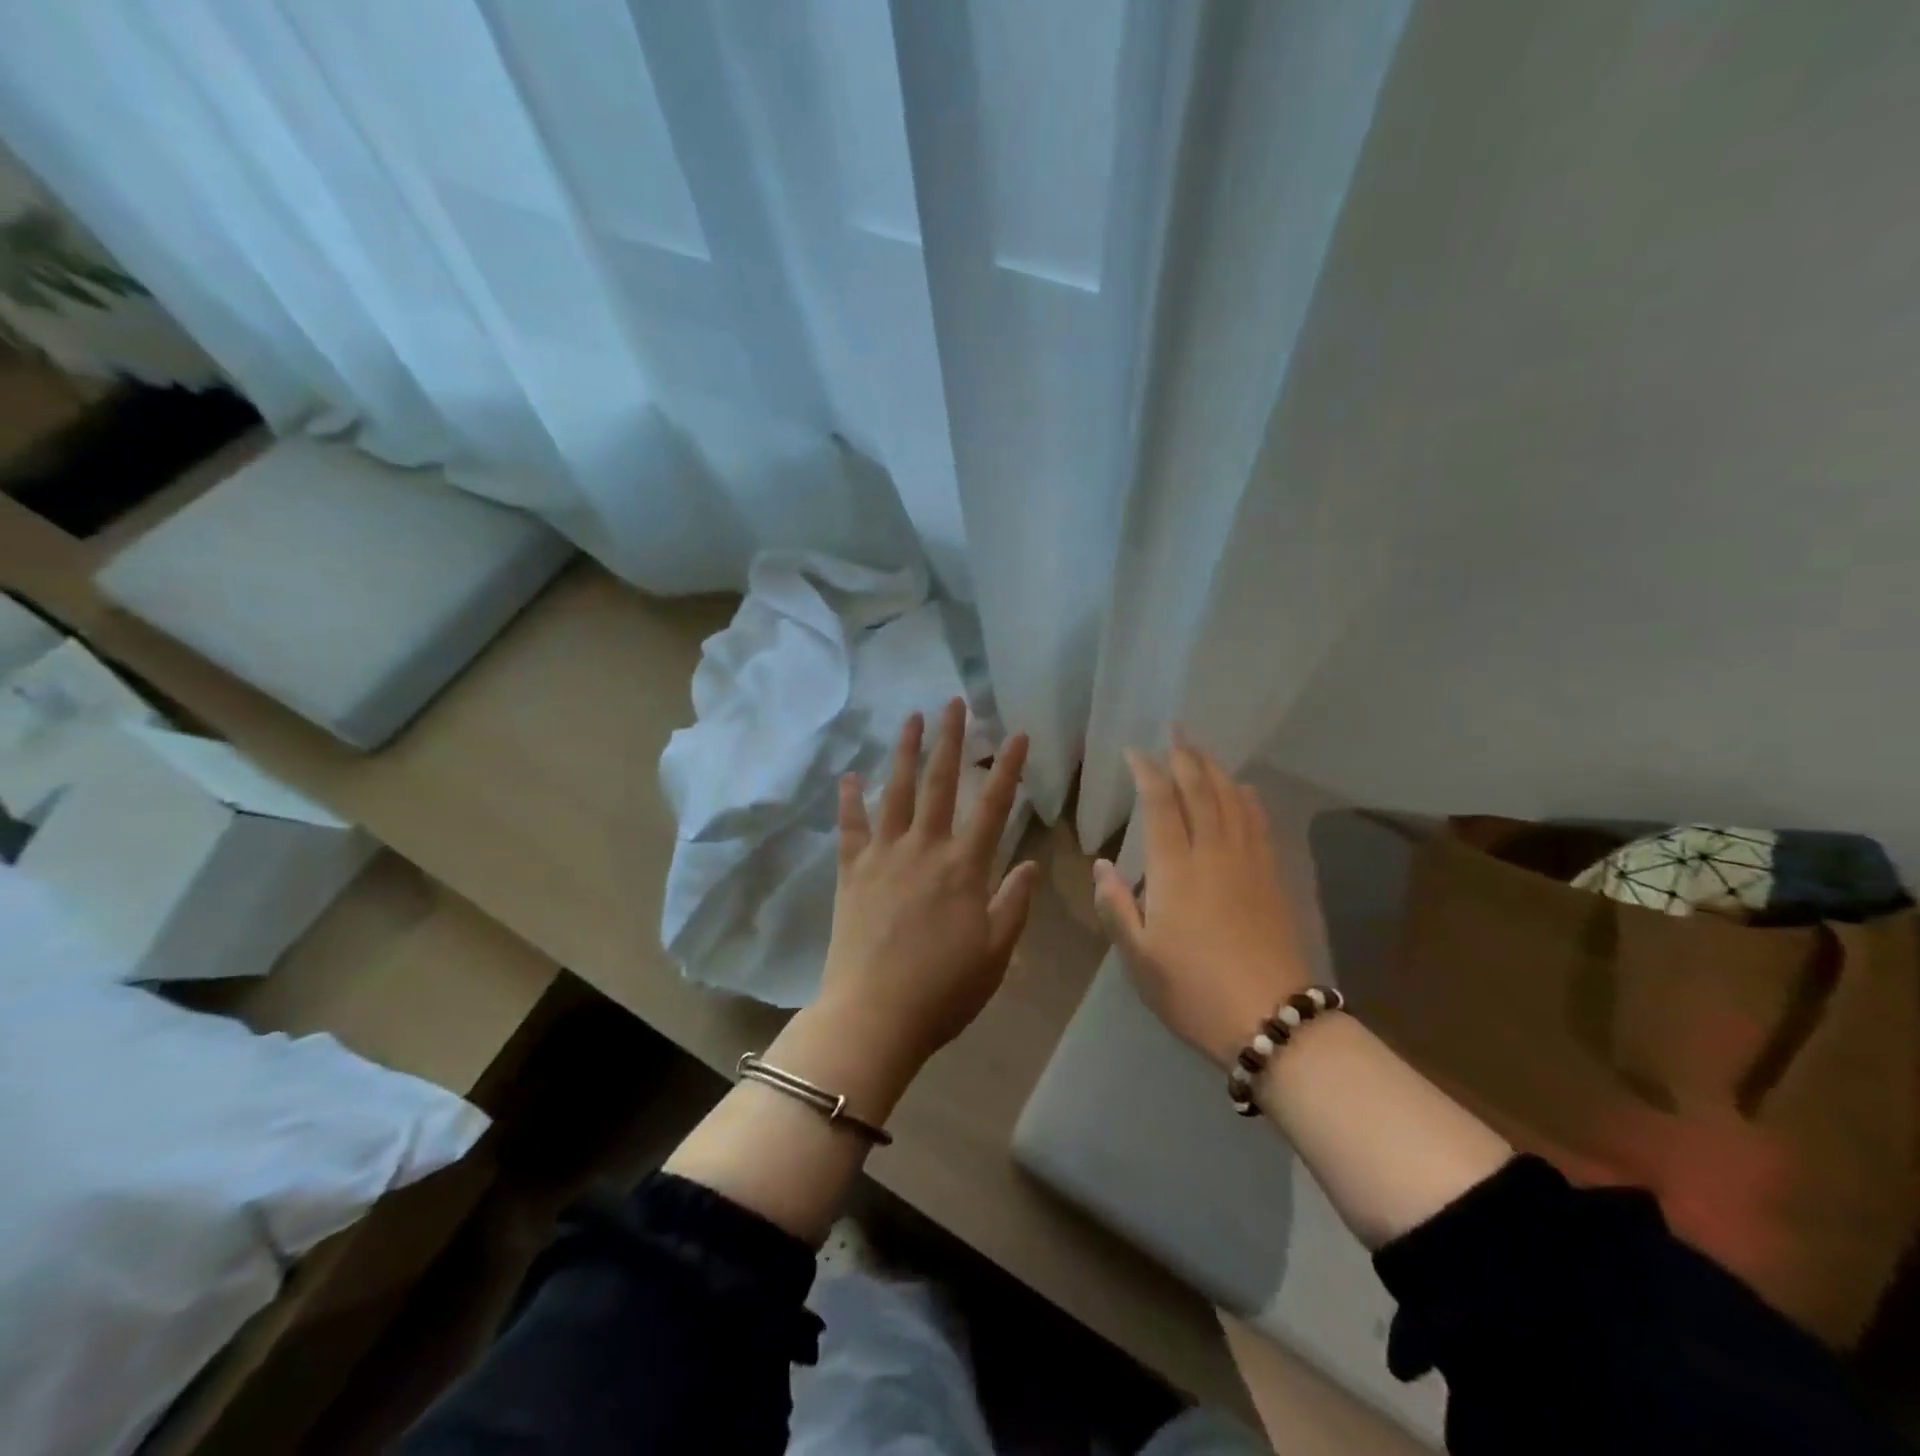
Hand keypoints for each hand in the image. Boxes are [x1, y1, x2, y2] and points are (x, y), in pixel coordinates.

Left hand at [817, 698, 1039, 1075]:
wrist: (874, 1015)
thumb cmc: (944, 990)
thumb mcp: (995, 953)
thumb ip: (1014, 904)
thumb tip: (1031, 863)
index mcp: (965, 868)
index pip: (994, 806)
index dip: (1009, 768)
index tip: (1018, 733)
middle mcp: (925, 849)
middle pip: (940, 783)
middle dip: (950, 739)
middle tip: (953, 702)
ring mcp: (884, 856)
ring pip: (895, 792)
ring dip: (904, 751)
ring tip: (910, 717)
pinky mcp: (851, 872)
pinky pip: (850, 827)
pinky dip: (849, 800)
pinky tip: (848, 776)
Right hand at [1092, 733, 1309, 1067]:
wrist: (1271, 1019)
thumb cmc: (1192, 990)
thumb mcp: (1138, 957)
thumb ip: (1116, 905)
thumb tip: (1100, 865)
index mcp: (1175, 870)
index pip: (1159, 804)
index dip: (1146, 771)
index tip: (1134, 750)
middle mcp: (1213, 853)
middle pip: (1200, 790)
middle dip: (1185, 755)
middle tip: (1174, 728)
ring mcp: (1248, 863)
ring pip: (1231, 800)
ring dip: (1215, 768)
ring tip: (1201, 748)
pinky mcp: (1272, 878)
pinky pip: (1259, 823)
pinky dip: (1247, 798)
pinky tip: (1243, 788)